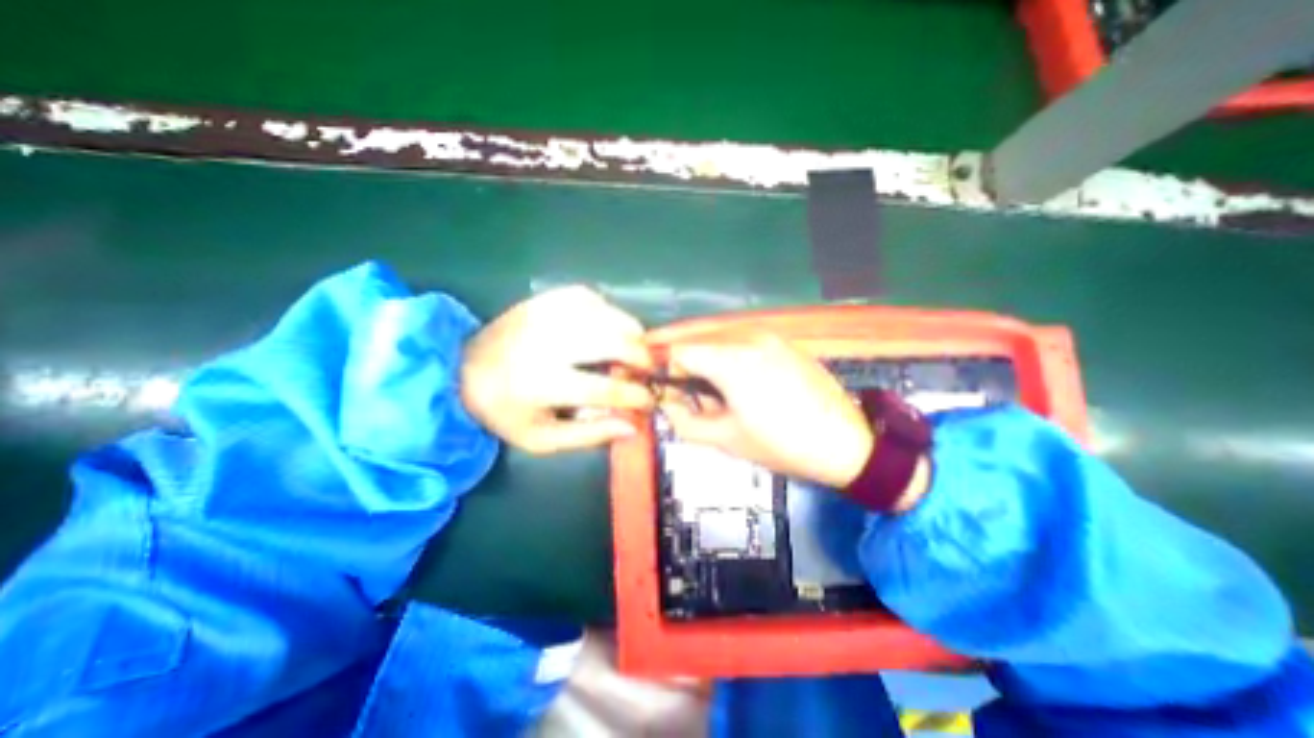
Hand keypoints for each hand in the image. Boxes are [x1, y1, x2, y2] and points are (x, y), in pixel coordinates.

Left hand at [460, 286, 657, 450]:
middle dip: (641, 356)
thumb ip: (589, 435)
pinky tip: (610, 326)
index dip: (635, 396)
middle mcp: (547, 344)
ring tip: (636, 347)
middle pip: (611, 342)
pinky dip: (609, 311)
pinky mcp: (544, 300)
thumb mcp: (542, 439)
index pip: (605, 388)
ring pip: (606, 315)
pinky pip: (590, 297)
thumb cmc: (506, 410)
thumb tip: (632, 426)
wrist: (464, 369)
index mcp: (542, 384)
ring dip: (631, 332)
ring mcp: (545, 315)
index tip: (649, 401)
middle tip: (648, 368)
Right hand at [654, 334, 868, 488]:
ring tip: (702, 378)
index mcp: (731, 360)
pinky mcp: (783, 340)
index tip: (665, 387)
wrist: (846, 443)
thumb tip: (667, 402)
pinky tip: (731, 372)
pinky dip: (725, 349)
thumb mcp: (726, 439)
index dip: (665, 368)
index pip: (679, 349)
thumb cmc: (782, 444)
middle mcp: (748, 336)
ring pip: (719, 333)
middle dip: (680, 354)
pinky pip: (742, 336)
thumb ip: (685, 420)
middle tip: (672, 377)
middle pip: (697, 334)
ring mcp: (769, 334)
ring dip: (702, 350)